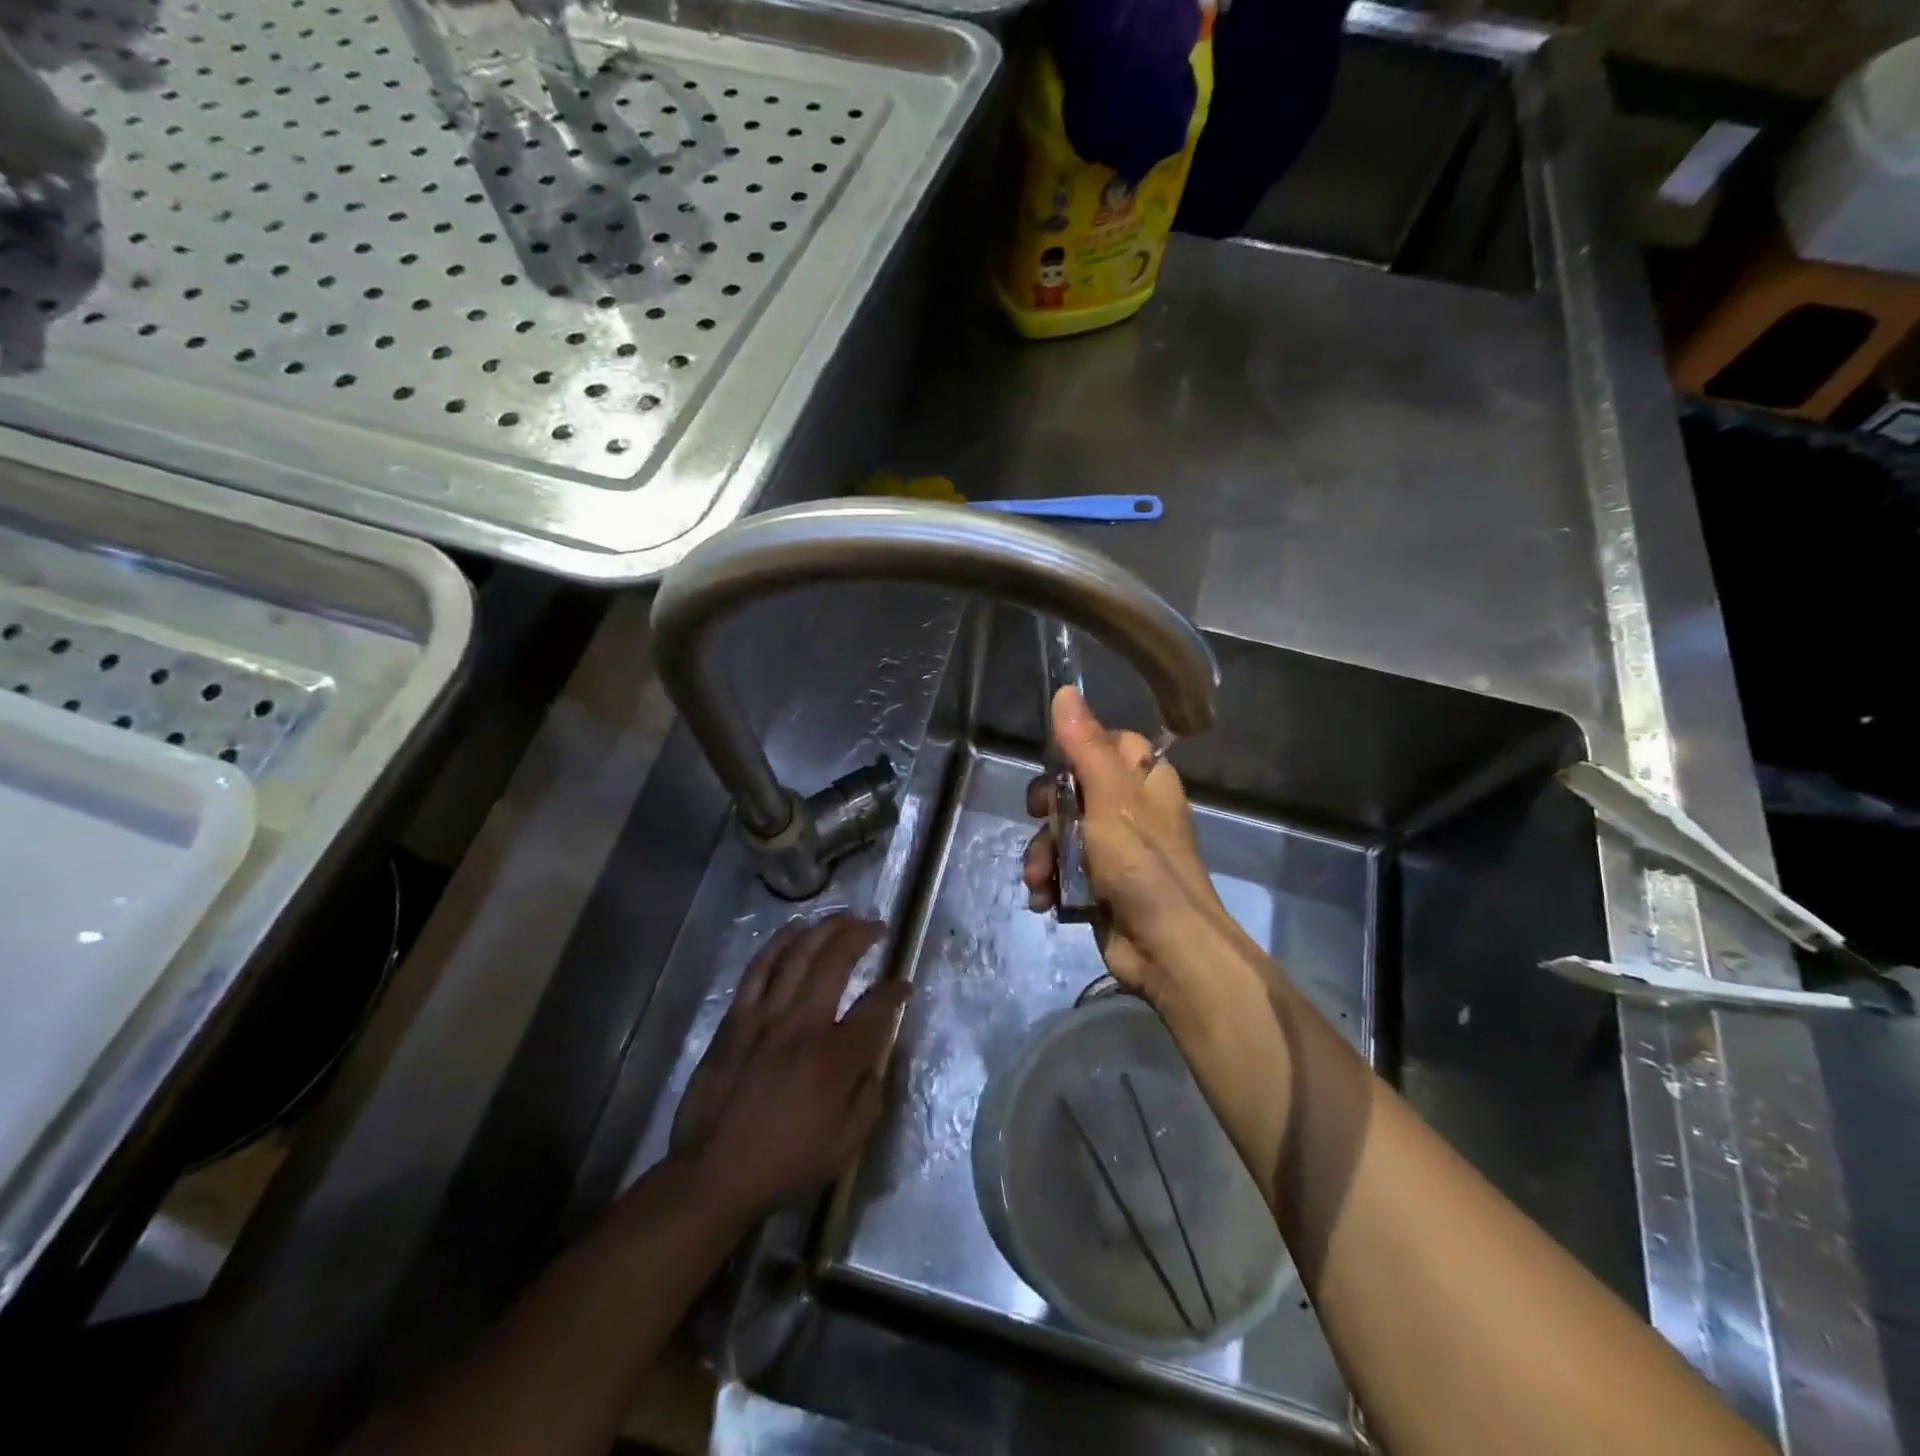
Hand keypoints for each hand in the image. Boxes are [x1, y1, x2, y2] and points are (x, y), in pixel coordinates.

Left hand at [670, 913, 906, 1218]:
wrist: (713, 1175)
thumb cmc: (785, 1163)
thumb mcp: (846, 1145)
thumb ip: (870, 1095)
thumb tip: (876, 1058)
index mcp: (834, 1058)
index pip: (876, 1008)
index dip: (895, 991)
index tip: (904, 985)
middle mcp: (802, 1025)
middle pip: (836, 962)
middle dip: (860, 935)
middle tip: (875, 925)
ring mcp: (765, 1017)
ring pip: (797, 955)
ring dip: (823, 929)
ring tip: (842, 916)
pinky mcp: (736, 1020)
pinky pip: (758, 970)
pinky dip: (778, 944)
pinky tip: (793, 929)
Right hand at [1022, 686, 1232, 1001]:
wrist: (1166, 949)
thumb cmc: (1142, 864)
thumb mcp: (1110, 798)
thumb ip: (1085, 746)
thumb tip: (1066, 690)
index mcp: (1146, 781)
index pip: (1109, 744)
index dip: (1078, 751)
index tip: (1055, 765)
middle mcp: (1132, 810)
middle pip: (1075, 789)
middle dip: (1048, 812)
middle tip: (1039, 820)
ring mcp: (1115, 851)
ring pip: (1063, 833)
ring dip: (1043, 854)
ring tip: (1038, 877)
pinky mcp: (1099, 885)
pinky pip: (1064, 869)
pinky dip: (1050, 882)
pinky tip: (1044, 899)